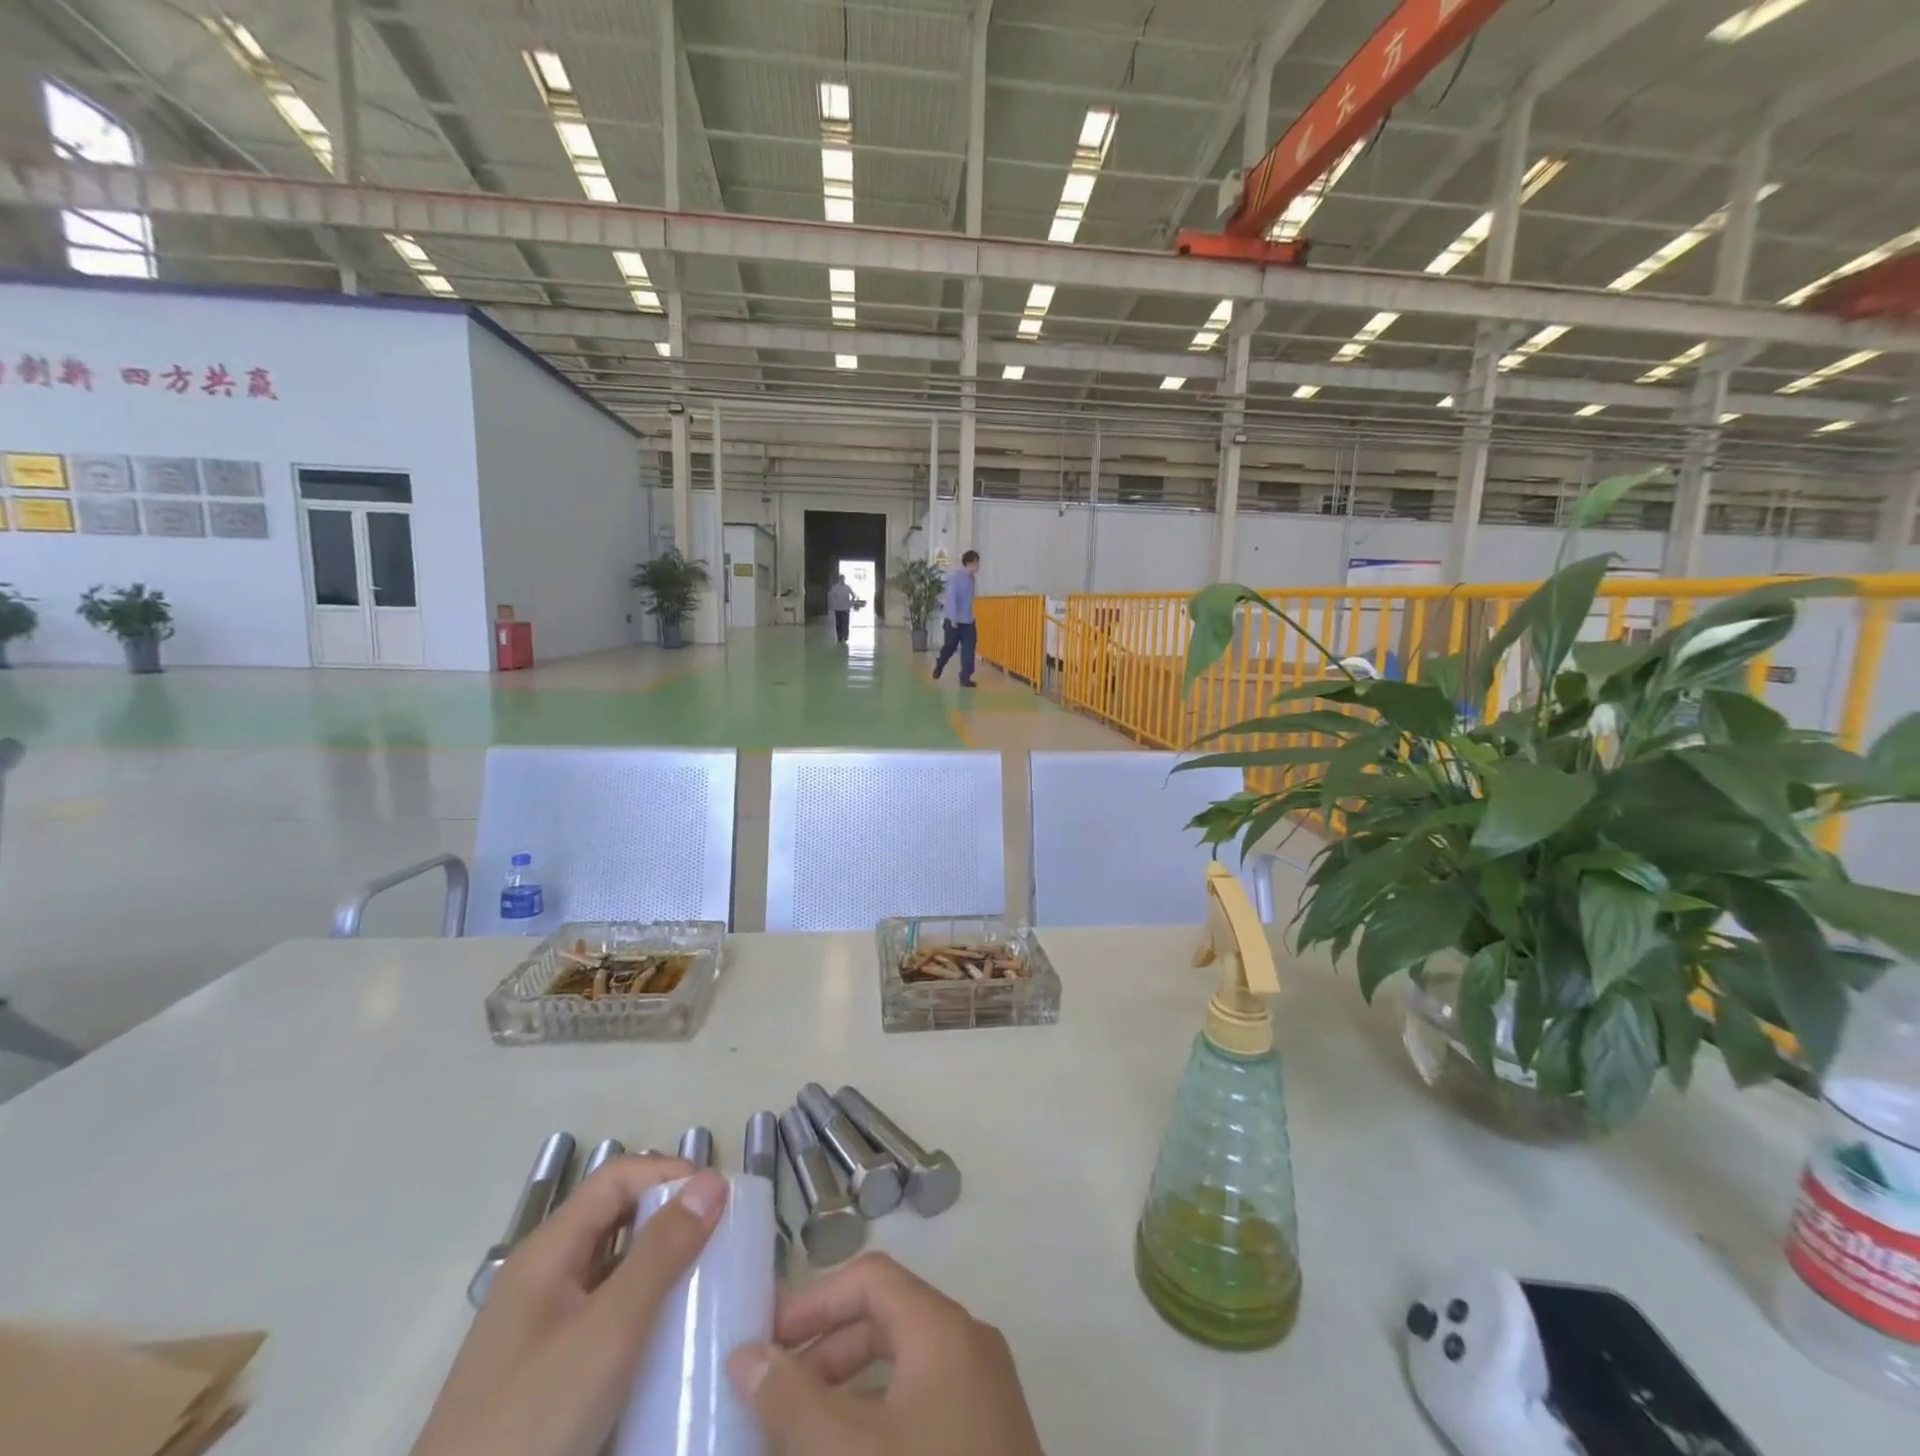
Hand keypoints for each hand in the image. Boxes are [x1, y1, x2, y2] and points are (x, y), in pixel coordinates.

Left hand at [412, 1158, 727, 1455]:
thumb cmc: (530, 1425)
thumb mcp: (608, 1333)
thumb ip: (661, 1252)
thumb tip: (713, 1180)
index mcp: (547, 1253)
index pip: (617, 1178)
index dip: (669, 1174)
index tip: (720, 1200)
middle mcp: (542, 1278)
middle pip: (616, 1218)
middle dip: (672, 1218)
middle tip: (724, 1239)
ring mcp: (542, 1329)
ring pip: (614, 1269)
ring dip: (662, 1264)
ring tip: (711, 1282)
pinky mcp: (548, 1374)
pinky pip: (607, 1315)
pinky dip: (645, 1309)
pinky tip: (674, 1337)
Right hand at [728, 1253, 1043, 1455]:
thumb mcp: (849, 1452)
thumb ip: (792, 1401)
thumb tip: (743, 1355)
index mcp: (941, 1327)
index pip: (871, 1278)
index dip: (816, 1301)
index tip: (767, 1342)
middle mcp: (967, 1342)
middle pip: (886, 1318)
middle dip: (826, 1350)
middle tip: (775, 1395)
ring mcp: (984, 1389)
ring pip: (904, 1364)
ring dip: (849, 1387)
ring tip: (800, 1432)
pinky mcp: (989, 1433)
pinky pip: (924, 1399)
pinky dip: (881, 1416)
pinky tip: (848, 1454)